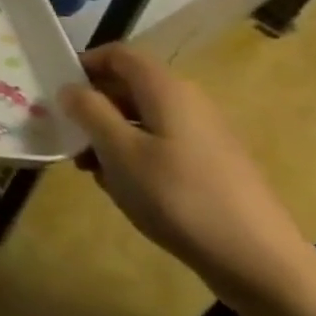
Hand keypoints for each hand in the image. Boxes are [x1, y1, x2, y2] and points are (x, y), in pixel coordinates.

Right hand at [59, 44, 313, 305]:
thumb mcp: (119, 151)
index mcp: (167, 91)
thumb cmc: (178, 196)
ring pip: (141, 119)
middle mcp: (189, 103)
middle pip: (129, 86)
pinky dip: (133, 155)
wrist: (258, 261)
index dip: (84, 64)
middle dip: (92, 106)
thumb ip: (89, 111)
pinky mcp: (210, 165)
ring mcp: (204, 135)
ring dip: (108, 134)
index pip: (119, 55)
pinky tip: (123, 187)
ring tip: (90, 168)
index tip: (57, 91)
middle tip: (66, 135)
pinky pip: (159, 144)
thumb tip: (70, 88)